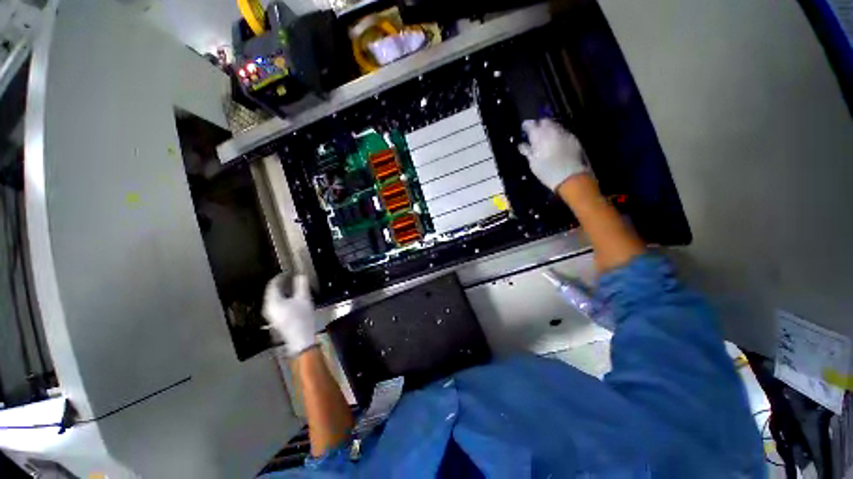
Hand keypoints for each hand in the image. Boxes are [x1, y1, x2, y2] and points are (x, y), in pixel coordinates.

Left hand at [263, 273, 316, 357]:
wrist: (300, 338)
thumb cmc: (301, 317)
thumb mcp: (304, 298)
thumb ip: (301, 285)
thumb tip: (300, 274)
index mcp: (272, 301)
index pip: (273, 284)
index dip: (281, 276)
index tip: (290, 271)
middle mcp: (268, 307)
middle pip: (272, 290)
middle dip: (282, 283)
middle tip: (293, 276)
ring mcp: (270, 314)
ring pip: (274, 297)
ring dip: (283, 290)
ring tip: (294, 285)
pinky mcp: (275, 318)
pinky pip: (277, 303)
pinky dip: (284, 297)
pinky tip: (293, 297)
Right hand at [518, 118, 589, 190]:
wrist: (570, 177)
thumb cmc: (547, 172)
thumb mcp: (533, 163)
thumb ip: (527, 151)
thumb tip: (521, 144)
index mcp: (539, 136)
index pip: (531, 124)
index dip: (526, 126)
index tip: (524, 129)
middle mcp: (552, 130)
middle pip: (544, 121)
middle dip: (539, 125)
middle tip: (536, 133)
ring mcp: (564, 133)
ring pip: (555, 125)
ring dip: (549, 129)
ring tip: (546, 138)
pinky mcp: (573, 138)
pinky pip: (563, 132)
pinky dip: (558, 135)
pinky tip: (557, 143)